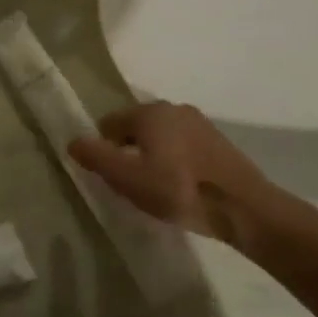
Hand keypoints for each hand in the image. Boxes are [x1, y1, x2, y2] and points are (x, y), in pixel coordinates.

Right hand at [68, 102, 270, 244]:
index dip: (104, 149)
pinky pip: (184, 146)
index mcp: (148, 112)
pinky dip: (176, 161)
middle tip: (133, 183)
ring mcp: (200, 123)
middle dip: (129, 151)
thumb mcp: (127, 178)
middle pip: (136, 128)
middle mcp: (173, 108)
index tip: (112, 176)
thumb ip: (95, 157)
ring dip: (153, 156)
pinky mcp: (220, 142)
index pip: (109, 123)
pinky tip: (182, 186)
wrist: (245, 209)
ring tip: (158, 187)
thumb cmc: (178, 189)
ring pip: (161, 137)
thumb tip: (72, 141)